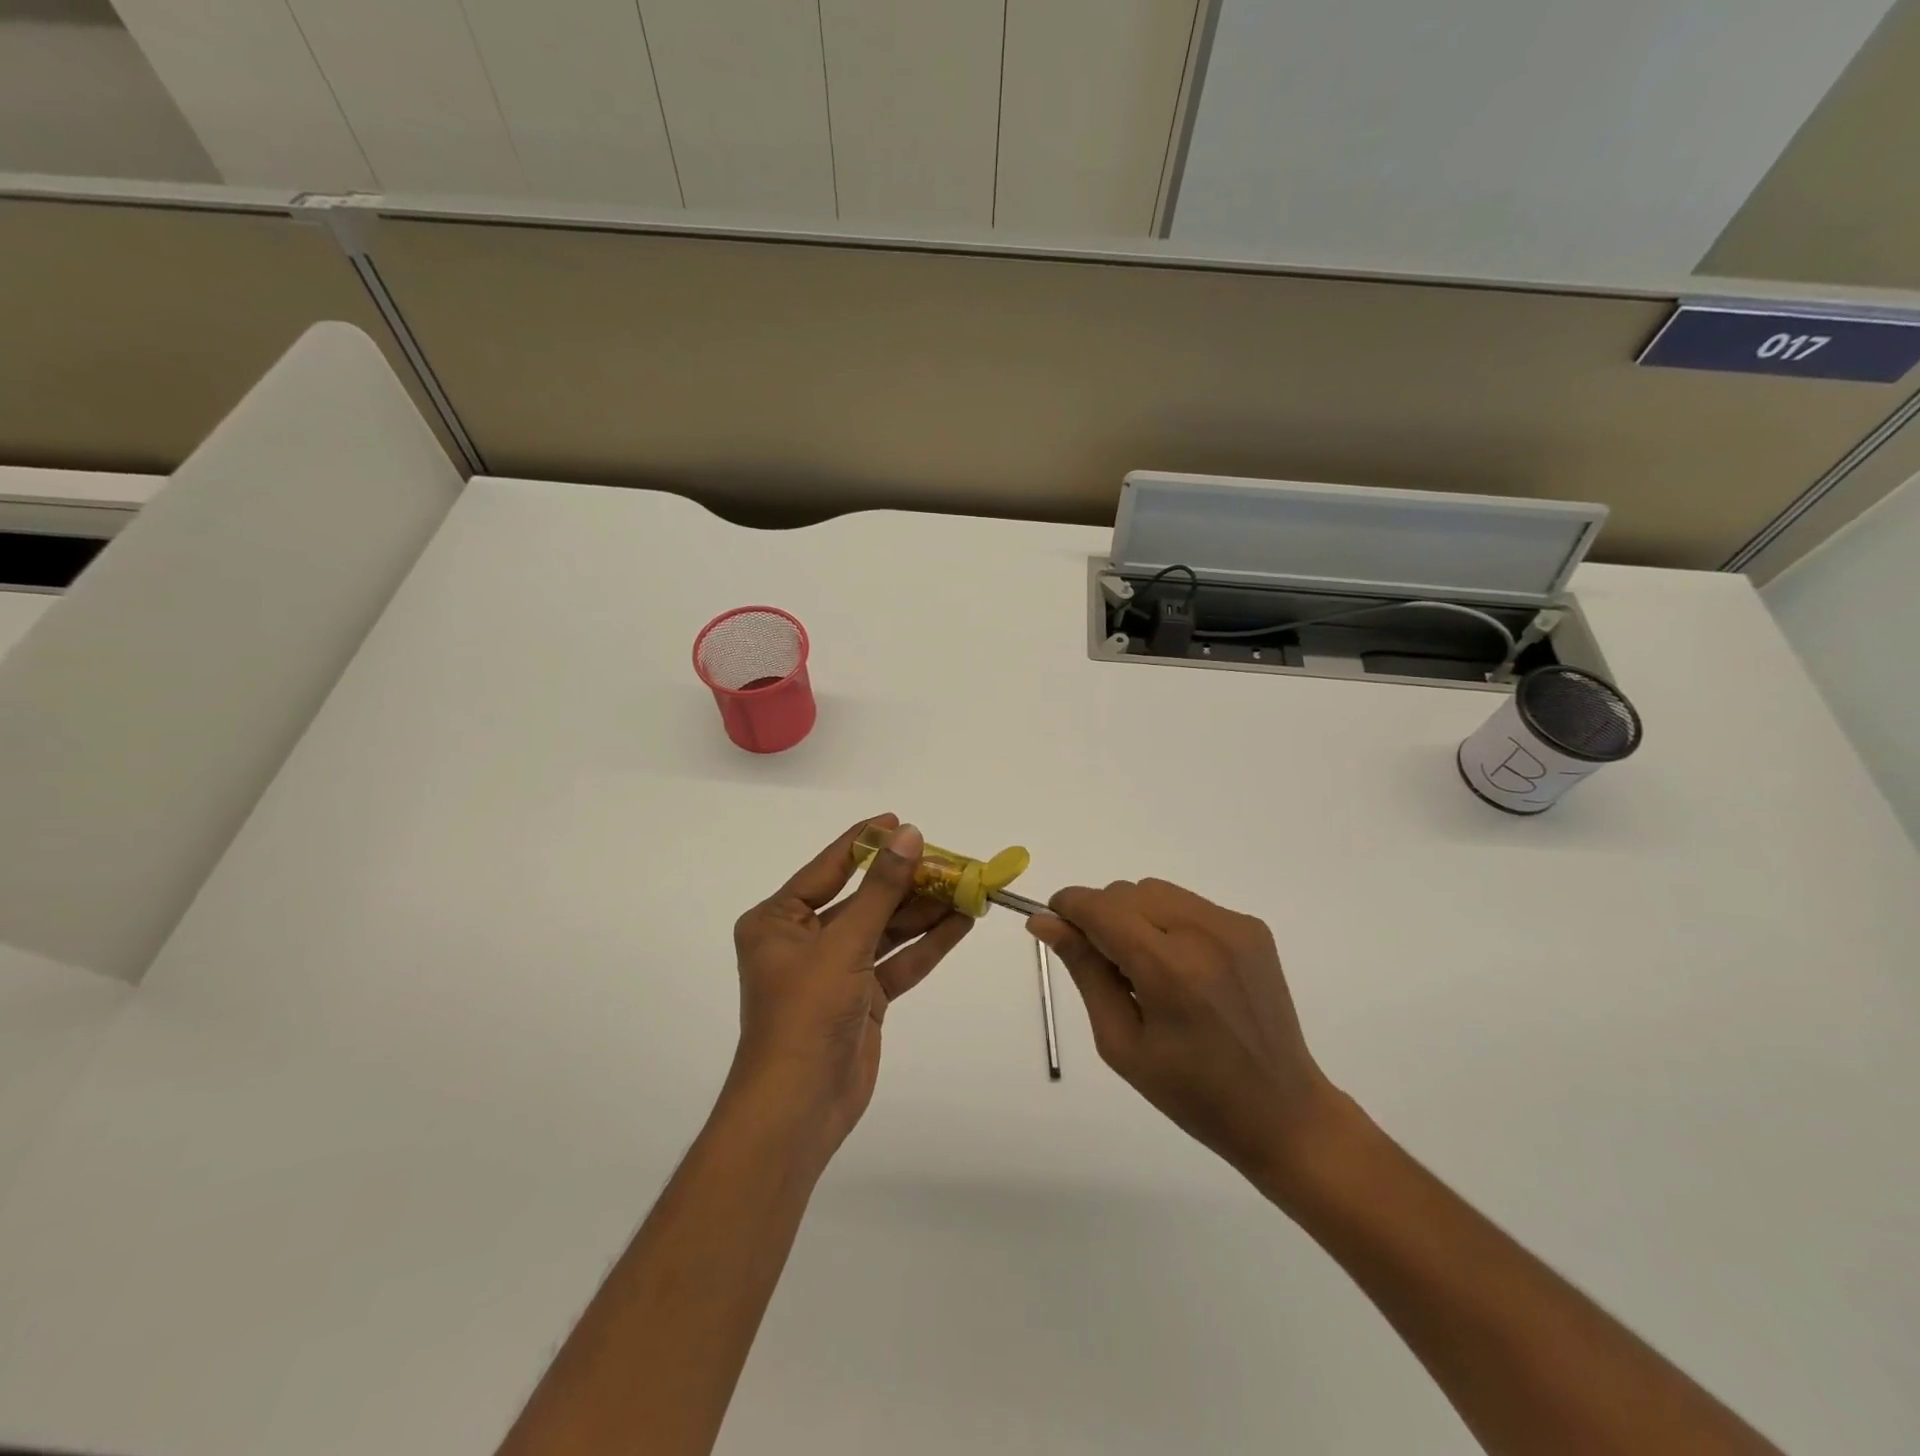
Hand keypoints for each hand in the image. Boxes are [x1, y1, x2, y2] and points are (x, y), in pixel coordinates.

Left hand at [728, 816, 971, 1160]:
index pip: (829, 868)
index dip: (865, 843)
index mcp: (778, 920)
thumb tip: (909, 835)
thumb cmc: (806, 1013)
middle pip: (864, 899)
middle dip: (907, 882)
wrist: (799, 1108)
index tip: (899, 821)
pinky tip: (961, 923)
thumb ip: (881, 889)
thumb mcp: (844, 943)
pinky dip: (927, 945)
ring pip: (885, 930)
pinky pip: (897, 961)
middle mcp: (804, 940)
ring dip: (924, 912)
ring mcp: (835, 970)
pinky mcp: (862, 998)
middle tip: (950, 861)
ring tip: (968, 887)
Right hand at [1029, 878, 1336, 1188]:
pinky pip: (1188, 904)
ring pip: (1156, 891)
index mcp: (1169, 970)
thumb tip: (1044, 922)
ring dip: (1135, 916)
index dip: (1068, 908)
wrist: (1281, 1111)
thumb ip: (1084, 970)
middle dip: (1103, 917)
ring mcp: (1234, 926)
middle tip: (1110, 970)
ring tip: (1149, 969)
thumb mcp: (1120, 1042)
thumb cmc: (1190, 1092)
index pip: (1101, 907)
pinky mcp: (1252, 927)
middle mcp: (1204, 934)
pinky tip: (1182, 968)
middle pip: (1126, 892)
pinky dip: (1169, 923)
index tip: (1053, 925)